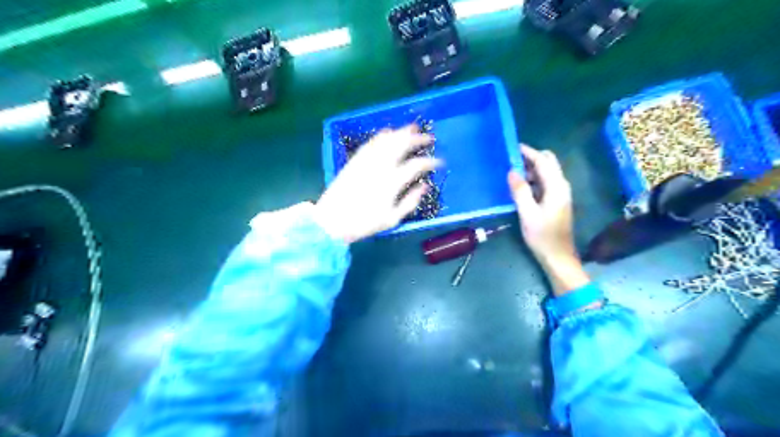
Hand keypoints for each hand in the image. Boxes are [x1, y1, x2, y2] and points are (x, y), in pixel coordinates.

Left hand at [316, 124, 437, 244]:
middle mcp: (380, 166)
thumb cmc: (364, 223)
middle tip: (428, 137)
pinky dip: (381, 135)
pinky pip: (370, 143)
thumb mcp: (392, 219)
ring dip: (400, 132)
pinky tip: (387, 133)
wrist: (332, 220)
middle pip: (401, 145)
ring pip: (386, 140)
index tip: (439, 162)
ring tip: (412, 128)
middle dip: (417, 139)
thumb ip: (410, 202)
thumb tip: (424, 186)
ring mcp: (366, 161)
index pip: (415, 165)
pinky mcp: (355, 161)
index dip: (430, 162)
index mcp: (392, 182)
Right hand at [510, 145, 587, 294]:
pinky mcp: (556, 201)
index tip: (512, 147)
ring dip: (530, 170)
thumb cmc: (542, 236)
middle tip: (511, 162)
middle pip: (548, 163)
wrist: (558, 256)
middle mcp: (561, 186)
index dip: (529, 152)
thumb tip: (512, 171)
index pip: (543, 161)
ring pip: (546, 173)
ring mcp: (560, 193)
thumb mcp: (527, 213)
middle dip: (531, 159)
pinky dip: (533, 180)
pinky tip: (519, 188)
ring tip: (511, 175)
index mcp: (556, 187)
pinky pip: (544, 183)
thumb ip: (520, 191)